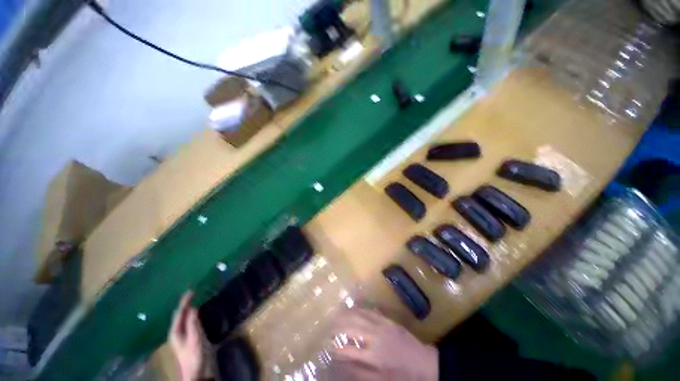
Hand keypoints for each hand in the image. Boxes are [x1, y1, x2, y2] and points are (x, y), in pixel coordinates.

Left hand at [169, 291, 207, 380]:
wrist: (197, 372)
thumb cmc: (194, 356)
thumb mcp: (194, 339)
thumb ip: (193, 324)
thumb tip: (193, 307)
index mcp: (175, 332)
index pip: (179, 313)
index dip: (184, 301)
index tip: (191, 290)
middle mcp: (177, 332)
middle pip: (180, 315)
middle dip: (185, 303)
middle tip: (193, 292)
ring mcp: (184, 335)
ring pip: (185, 318)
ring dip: (189, 308)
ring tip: (196, 298)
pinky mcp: (191, 337)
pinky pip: (191, 322)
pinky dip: (194, 314)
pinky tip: (198, 312)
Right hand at [328, 308, 437, 380]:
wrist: (424, 362)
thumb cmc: (402, 376)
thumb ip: (360, 373)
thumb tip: (343, 365)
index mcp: (373, 356)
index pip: (349, 351)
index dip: (337, 348)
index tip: (328, 346)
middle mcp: (375, 337)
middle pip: (352, 327)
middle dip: (338, 326)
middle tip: (329, 327)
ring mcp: (382, 325)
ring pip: (360, 315)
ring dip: (347, 314)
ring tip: (336, 314)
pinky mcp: (388, 320)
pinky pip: (371, 311)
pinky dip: (360, 308)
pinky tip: (353, 308)